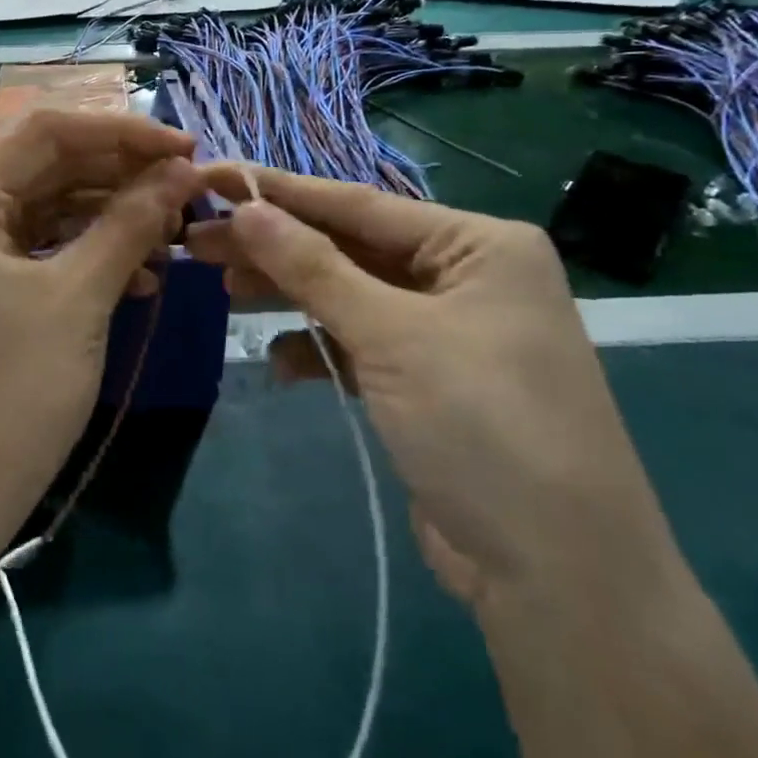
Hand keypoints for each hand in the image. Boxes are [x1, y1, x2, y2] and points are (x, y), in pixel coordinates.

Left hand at [0, 111, 200, 550]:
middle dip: (124, 175)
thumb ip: (130, 223)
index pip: (51, 133)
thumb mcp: (79, 298)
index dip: (123, 133)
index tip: (187, 148)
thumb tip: (183, 170)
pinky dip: (94, 253)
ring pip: (56, 208)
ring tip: (174, 236)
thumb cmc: (9, 391)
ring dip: (115, 216)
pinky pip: (49, 249)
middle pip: (54, 167)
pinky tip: (143, 274)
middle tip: (189, 192)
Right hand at [188, 166, 682, 618]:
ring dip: (289, 294)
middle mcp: (464, 276)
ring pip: (348, 294)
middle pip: (348, 248)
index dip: (278, 191)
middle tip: (197, 239)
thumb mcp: (391, 336)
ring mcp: (446, 331)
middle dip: (274, 246)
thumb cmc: (483, 426)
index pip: (357, 204)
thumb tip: (246, 208)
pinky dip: (319, 347)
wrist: (559, 580)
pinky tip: (281, 363)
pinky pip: (360, 342)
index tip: (213, 176)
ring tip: (223, 289)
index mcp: (477, 244)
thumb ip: (313, 267)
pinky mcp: (427, 381)